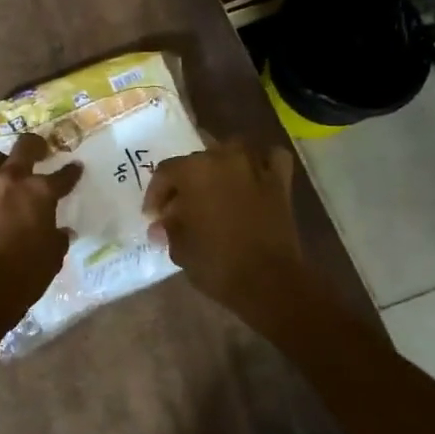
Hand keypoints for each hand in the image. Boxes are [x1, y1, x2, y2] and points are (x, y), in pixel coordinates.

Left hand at [0, 133, 82, 320]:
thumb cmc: (25, 273)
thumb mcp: (52, 257)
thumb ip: (57, 238)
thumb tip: (62, 232)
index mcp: (39, 192)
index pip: (62, 176)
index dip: (71, 172)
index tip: (76, 167)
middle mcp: (9, 182)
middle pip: (23, 148)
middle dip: (35, 145)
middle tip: (41, 148)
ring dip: (2, 162)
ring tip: (7, 170)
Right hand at [144, 141, 306, 317]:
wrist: (269, 282)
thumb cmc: (216, 263)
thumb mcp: (180, 248)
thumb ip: (169, 229)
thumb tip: (161, 225)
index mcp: (194, 171)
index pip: (165, 172)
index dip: (156, 194)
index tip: (154, 217)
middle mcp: (224, 158)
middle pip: (197, 161)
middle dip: (185, 184)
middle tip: (180, 210)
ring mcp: (255, 166)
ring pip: (232, 151)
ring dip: (220, 166)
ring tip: (214, 189)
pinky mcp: (280, 182)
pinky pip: (270, 158)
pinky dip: (261, 162)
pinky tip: (253, 176)